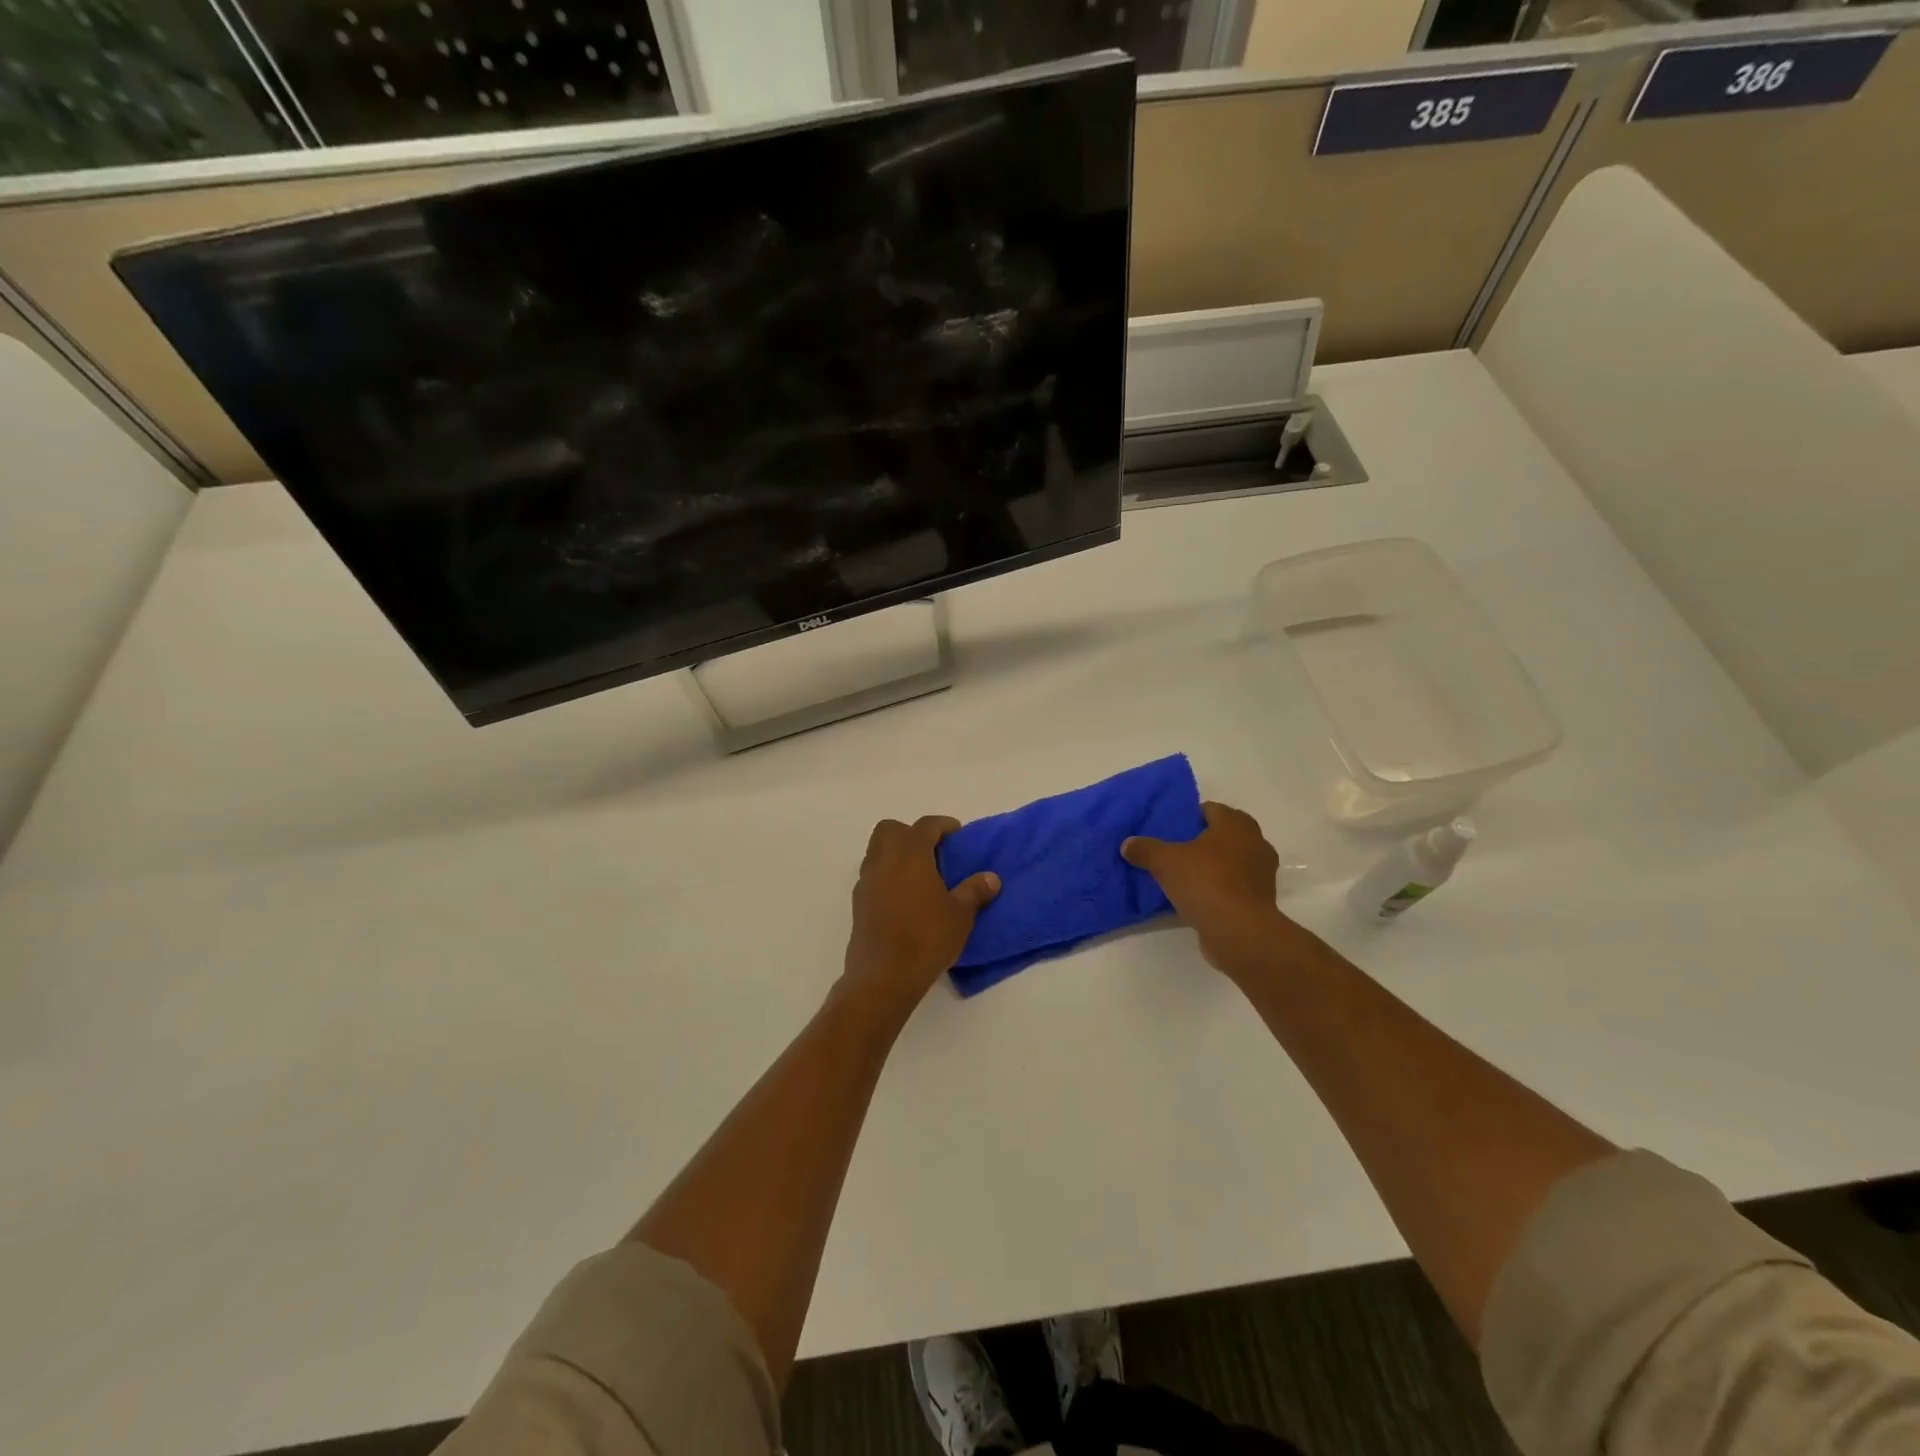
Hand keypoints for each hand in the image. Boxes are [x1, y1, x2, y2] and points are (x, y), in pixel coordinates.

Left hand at [842, 816, 999, 1019]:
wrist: (883, 976)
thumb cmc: (926, 938)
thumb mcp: (960, 915)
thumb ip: (975, 891)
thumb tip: (991, 878)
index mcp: (910, 854)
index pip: (925, 826)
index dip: (942, 825)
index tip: (956, 834)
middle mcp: (884, 860)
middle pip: (891, 830)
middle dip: (911, 833)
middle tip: (933, 852)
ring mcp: (866, 881)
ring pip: (877, 851)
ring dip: (896, 854)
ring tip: (920, 876)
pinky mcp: (858, 903)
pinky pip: (872, 876)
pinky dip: (887, 876)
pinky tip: (904, 898)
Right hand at [1122, 801, 1299, 979]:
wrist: (1240, 932)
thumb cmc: (1206, 882)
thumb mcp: (1164, 862)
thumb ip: (1145, 849)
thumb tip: (1127, 844)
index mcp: (1236, 823)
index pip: (1209, 809)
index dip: (1187, 817)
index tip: (1168, 829)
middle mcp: (1255, 842)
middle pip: (1221, 835)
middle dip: (1199, 842)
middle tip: (1172, 851)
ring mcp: (1262, 872)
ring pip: (1229, 861)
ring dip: (1211, 866)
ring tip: (1183, 876)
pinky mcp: (1260, 899)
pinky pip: (1234, 885)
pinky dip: (1219, 888)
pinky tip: (1197, 897)